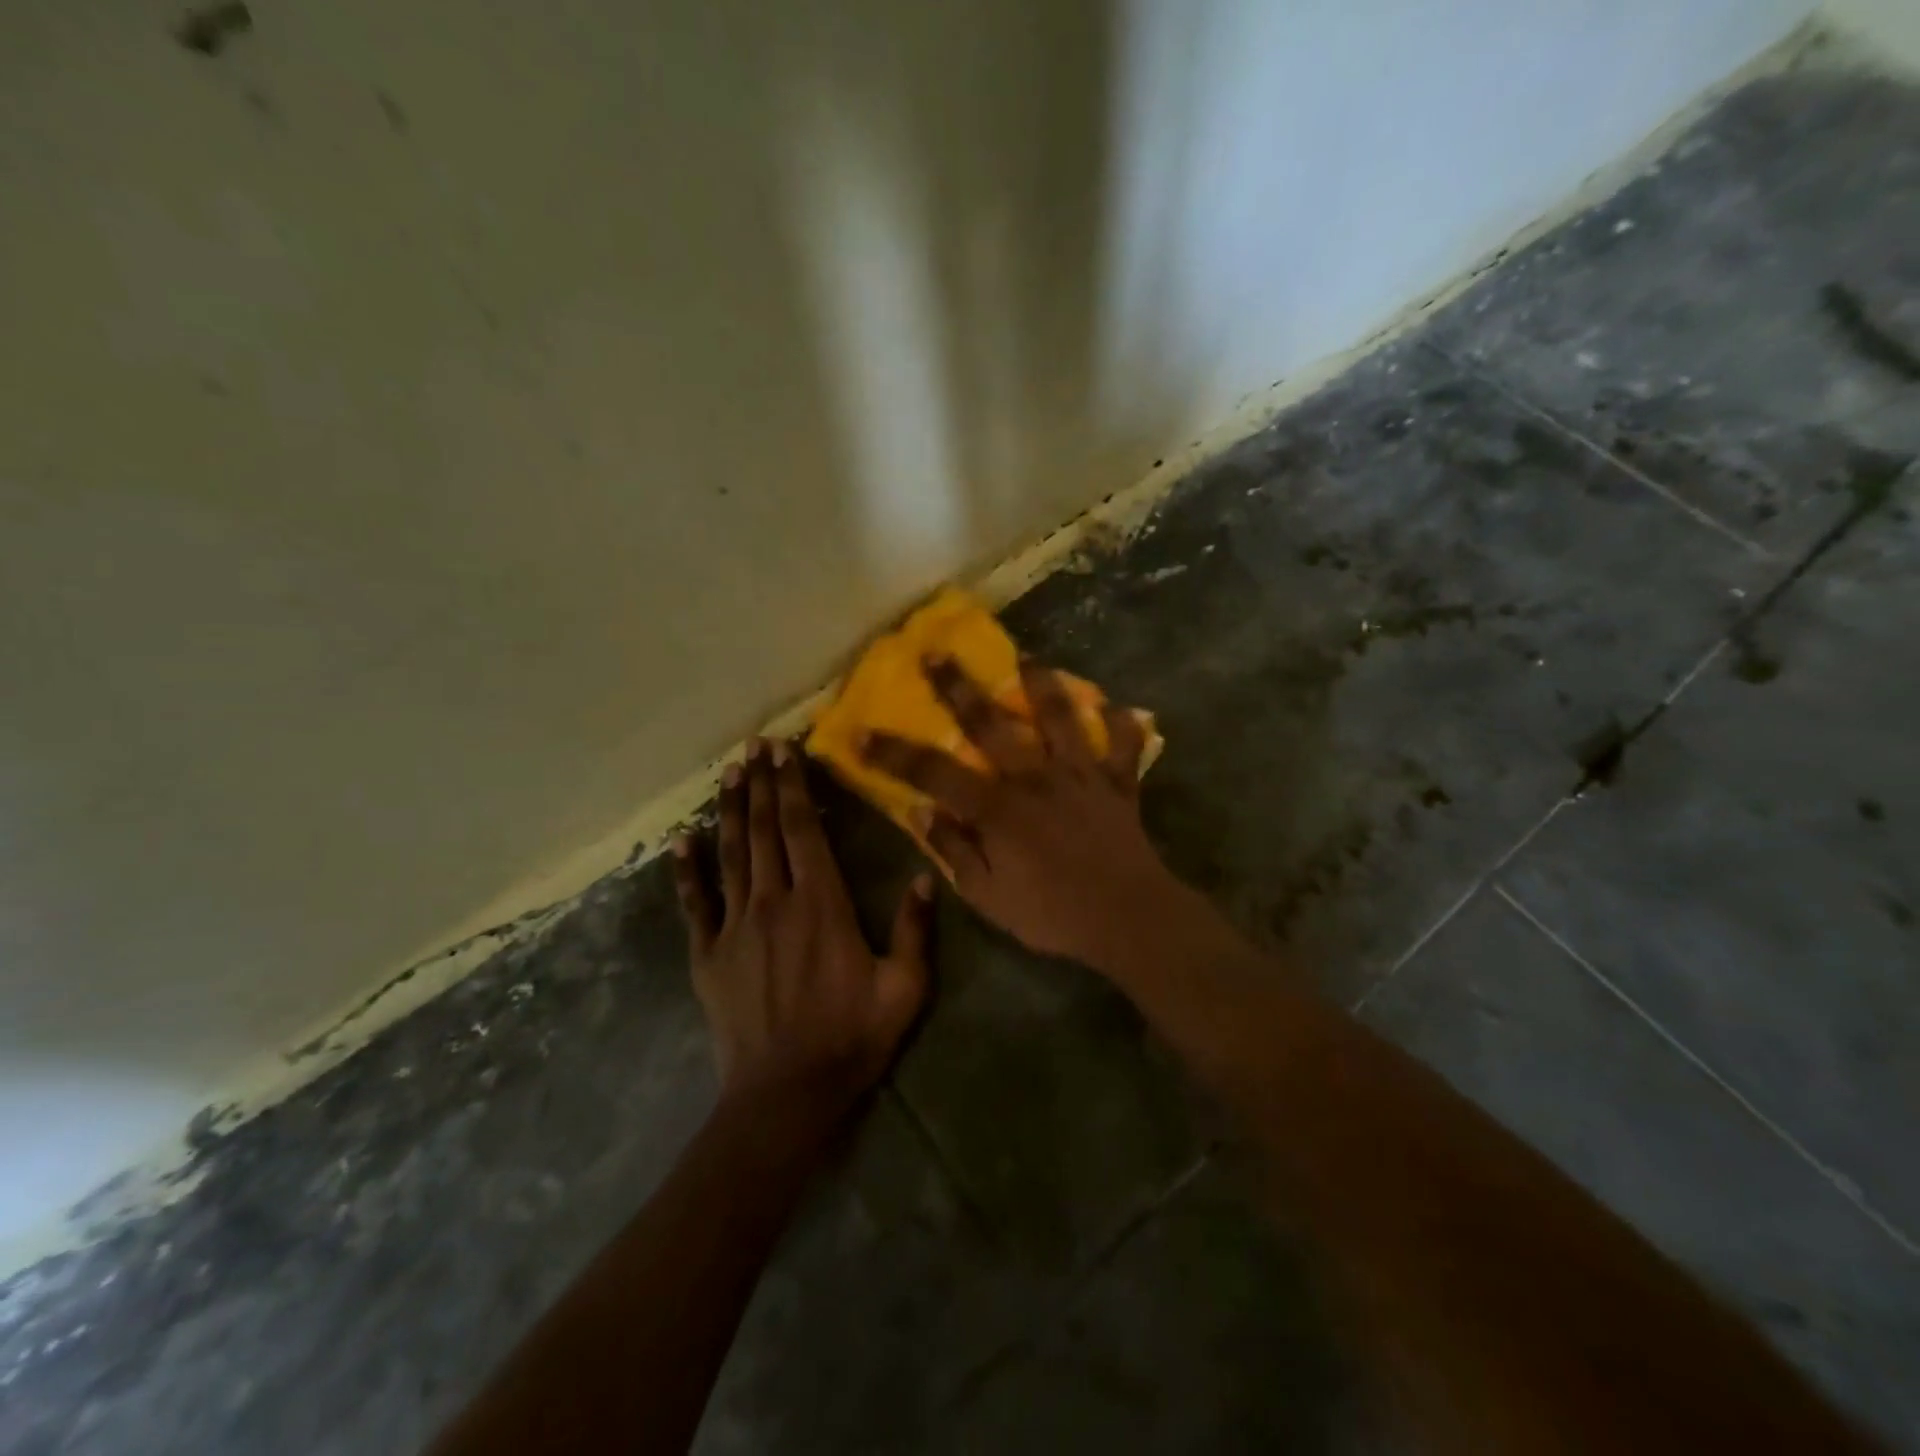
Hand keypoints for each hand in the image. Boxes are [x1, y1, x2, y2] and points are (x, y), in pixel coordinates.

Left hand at [672, 740, 932, 1122]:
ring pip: (730, 855)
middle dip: (759, 784)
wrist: (785, 1094)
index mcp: (821, 902)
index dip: (791, 786)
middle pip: (762, 831)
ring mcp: (735, 926)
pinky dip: (686, 871)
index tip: (783, 751)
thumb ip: (915, 930)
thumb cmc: (851, 1037)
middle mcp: (774, 901)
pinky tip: (679, 842)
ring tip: (726, 774)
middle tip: (753, 746)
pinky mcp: (708, 954)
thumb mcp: (904, 988)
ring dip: (727, 812)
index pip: (802, 829)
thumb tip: (924, 876)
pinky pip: (694, 903)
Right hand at [859, 657, 1183, 970]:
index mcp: (997, 808)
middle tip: (938, 652)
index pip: (933, 773)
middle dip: (959, 686)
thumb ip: (954, 851)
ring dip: (1042, 684)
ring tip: (1028, 657)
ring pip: (1060, 717)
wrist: (1127, 919)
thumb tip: (922, 814)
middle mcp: (1034, 778)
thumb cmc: (1051, 914)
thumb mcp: (987, 897)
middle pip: (991, 723)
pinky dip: (1121, 724)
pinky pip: (1123, 745)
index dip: (893, 753)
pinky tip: (1115, 706)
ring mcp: (1079, 774)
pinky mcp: (1118, 783)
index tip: (861, 733)